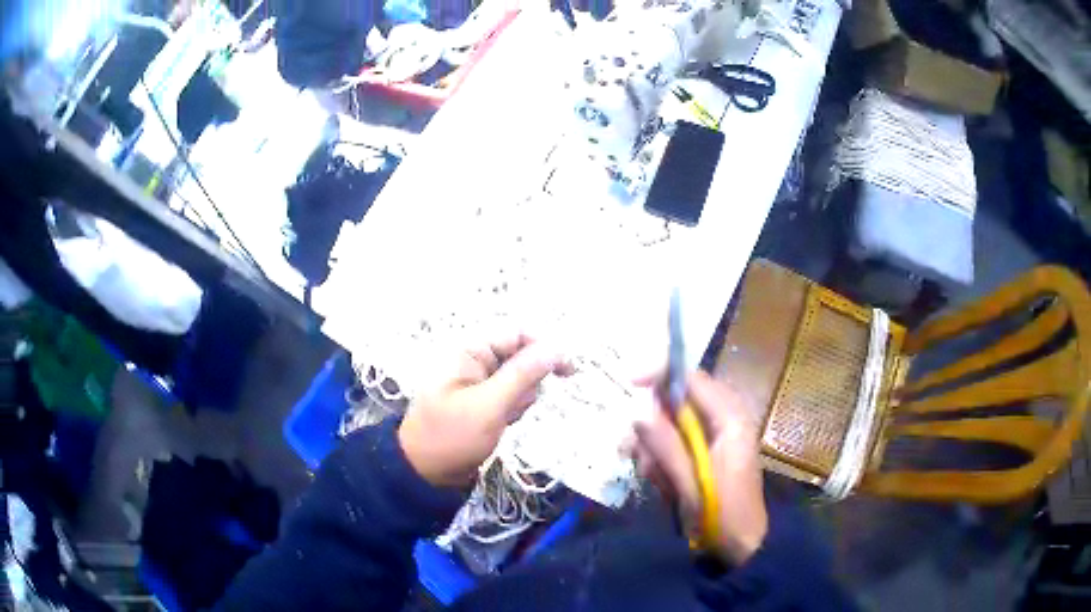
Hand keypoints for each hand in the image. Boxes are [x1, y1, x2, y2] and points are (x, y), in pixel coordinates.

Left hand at [398, 333, 572, 486]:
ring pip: (519, 380)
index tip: (568, 371)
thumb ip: (523, 374)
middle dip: (526, 383)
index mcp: (470, 351)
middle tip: (512, 407)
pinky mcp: (483, 402)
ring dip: (519, 400)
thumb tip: (557, 347)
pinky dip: (512, 410)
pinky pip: (510, 398)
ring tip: (502, 419)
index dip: (545, 347)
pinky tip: (500, 425)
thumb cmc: (452, 436)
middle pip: (521, 357)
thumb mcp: (489, 405)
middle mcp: (475, 361)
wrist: (425, 473)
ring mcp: (479, 383)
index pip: (517, 333)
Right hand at [630, 371, 767, 564]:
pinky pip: (674, 440)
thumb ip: (666, 448)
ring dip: (654, 445)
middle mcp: (725, 420)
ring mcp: (716, 436)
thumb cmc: (723, 516)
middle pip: (678, 400)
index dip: (660, 374)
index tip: (629, 383)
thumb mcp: (692, 485)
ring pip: (672, 422)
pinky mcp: (707, 451)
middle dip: (652, 423)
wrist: (741, 546)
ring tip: (651, 476)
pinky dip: (660, 456)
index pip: (693, 378)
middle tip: (634, 452)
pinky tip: (659, 480)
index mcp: (730, 420)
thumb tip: (637, 412)